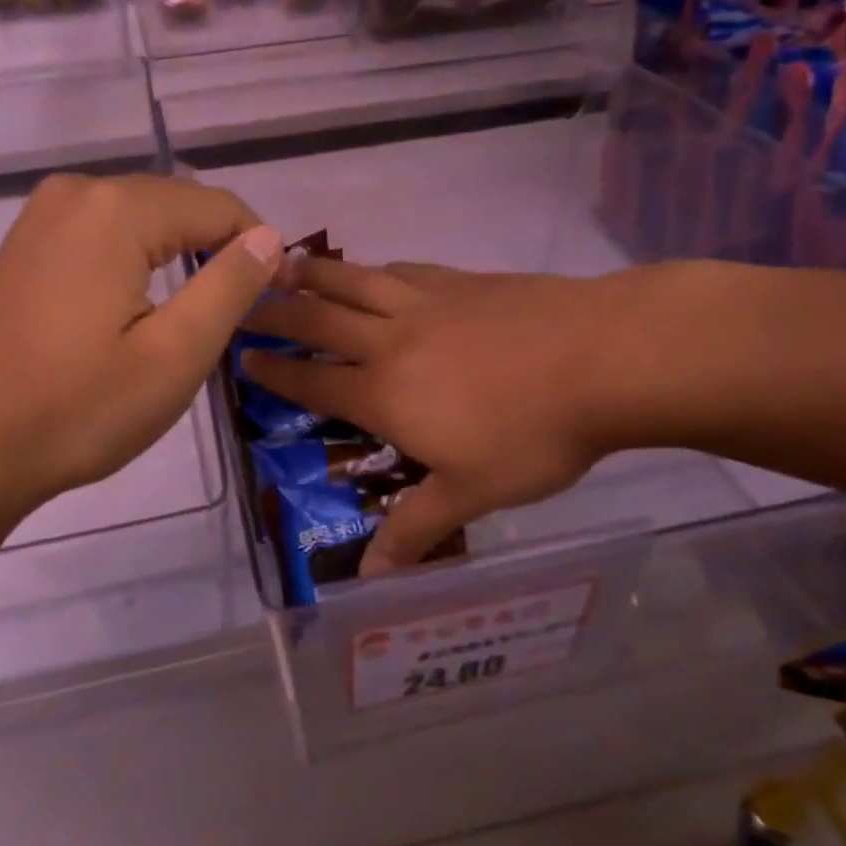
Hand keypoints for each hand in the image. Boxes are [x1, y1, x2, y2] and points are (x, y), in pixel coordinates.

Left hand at [0, 173, 281, 521]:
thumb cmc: (78, 408)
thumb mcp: (176, 354)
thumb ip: (230, 286)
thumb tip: (269, 238)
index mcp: (116, 209)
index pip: (217, 207)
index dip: (258, 248)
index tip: (274, 301)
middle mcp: (76, 192)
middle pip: (176, 204)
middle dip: (217, 249)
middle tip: (238, 315)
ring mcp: (42, 216)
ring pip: (139, 219)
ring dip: (178, 255)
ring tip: (196, 315)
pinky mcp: (26, 245)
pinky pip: (103, 234)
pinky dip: (136, 260)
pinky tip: (139, 307)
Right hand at [242, 259, 665, 572]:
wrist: (602, 358)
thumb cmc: (533, 434)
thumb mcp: (472, 492)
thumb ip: (415, 529)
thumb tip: (369, 579)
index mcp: (385, 393)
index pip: (314, 383)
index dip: (275, 374)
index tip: (243, 359)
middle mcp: (392, 340)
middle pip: (320, 321)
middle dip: (277, 315)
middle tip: (245, 304)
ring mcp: (428, 303)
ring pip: (355, 282)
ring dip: (317, 276)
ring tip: (287, 267)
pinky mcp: (463, 281)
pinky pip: (403, 271)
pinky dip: (377, 270)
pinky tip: (377, 269)